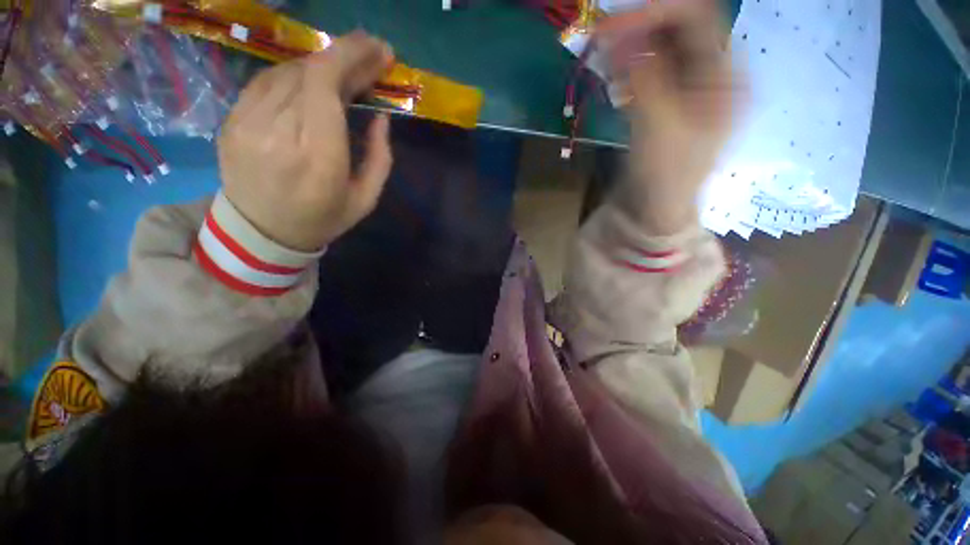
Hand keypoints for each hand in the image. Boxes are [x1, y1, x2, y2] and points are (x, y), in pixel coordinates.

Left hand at [217, 31, 394, 250]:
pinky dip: (295, 75)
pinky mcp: (232, 119)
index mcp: (318, 158)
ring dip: (322, 65)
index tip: (378, 48)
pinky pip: (266, 81)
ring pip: (287, 71)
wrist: (262, 232)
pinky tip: (312, 82)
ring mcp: (247, 122)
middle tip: (371, 54)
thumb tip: (382, 116)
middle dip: (345, 56)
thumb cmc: (323, 218)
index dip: (352, 56)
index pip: (327, 85)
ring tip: (345, 72)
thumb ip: (380, 158)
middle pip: (309, 72)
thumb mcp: (366, 198)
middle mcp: (278, 132)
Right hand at [597, 0, 743, 234]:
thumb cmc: (666, 175)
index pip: (698, 19)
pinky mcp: (669, 101)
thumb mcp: (658, 125)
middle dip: (639, 30)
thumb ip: (644, 76)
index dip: (656, 11)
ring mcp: (690, 88)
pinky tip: (613, 77)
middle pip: (679, 31)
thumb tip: (620, 37)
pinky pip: (651, 71)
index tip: (611, 24)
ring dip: (631, 49)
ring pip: (662, 50)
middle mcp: (713, 74)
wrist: (656, 209)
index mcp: (726, 77)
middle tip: (602, 39)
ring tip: (604, 61)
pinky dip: (630, 68)